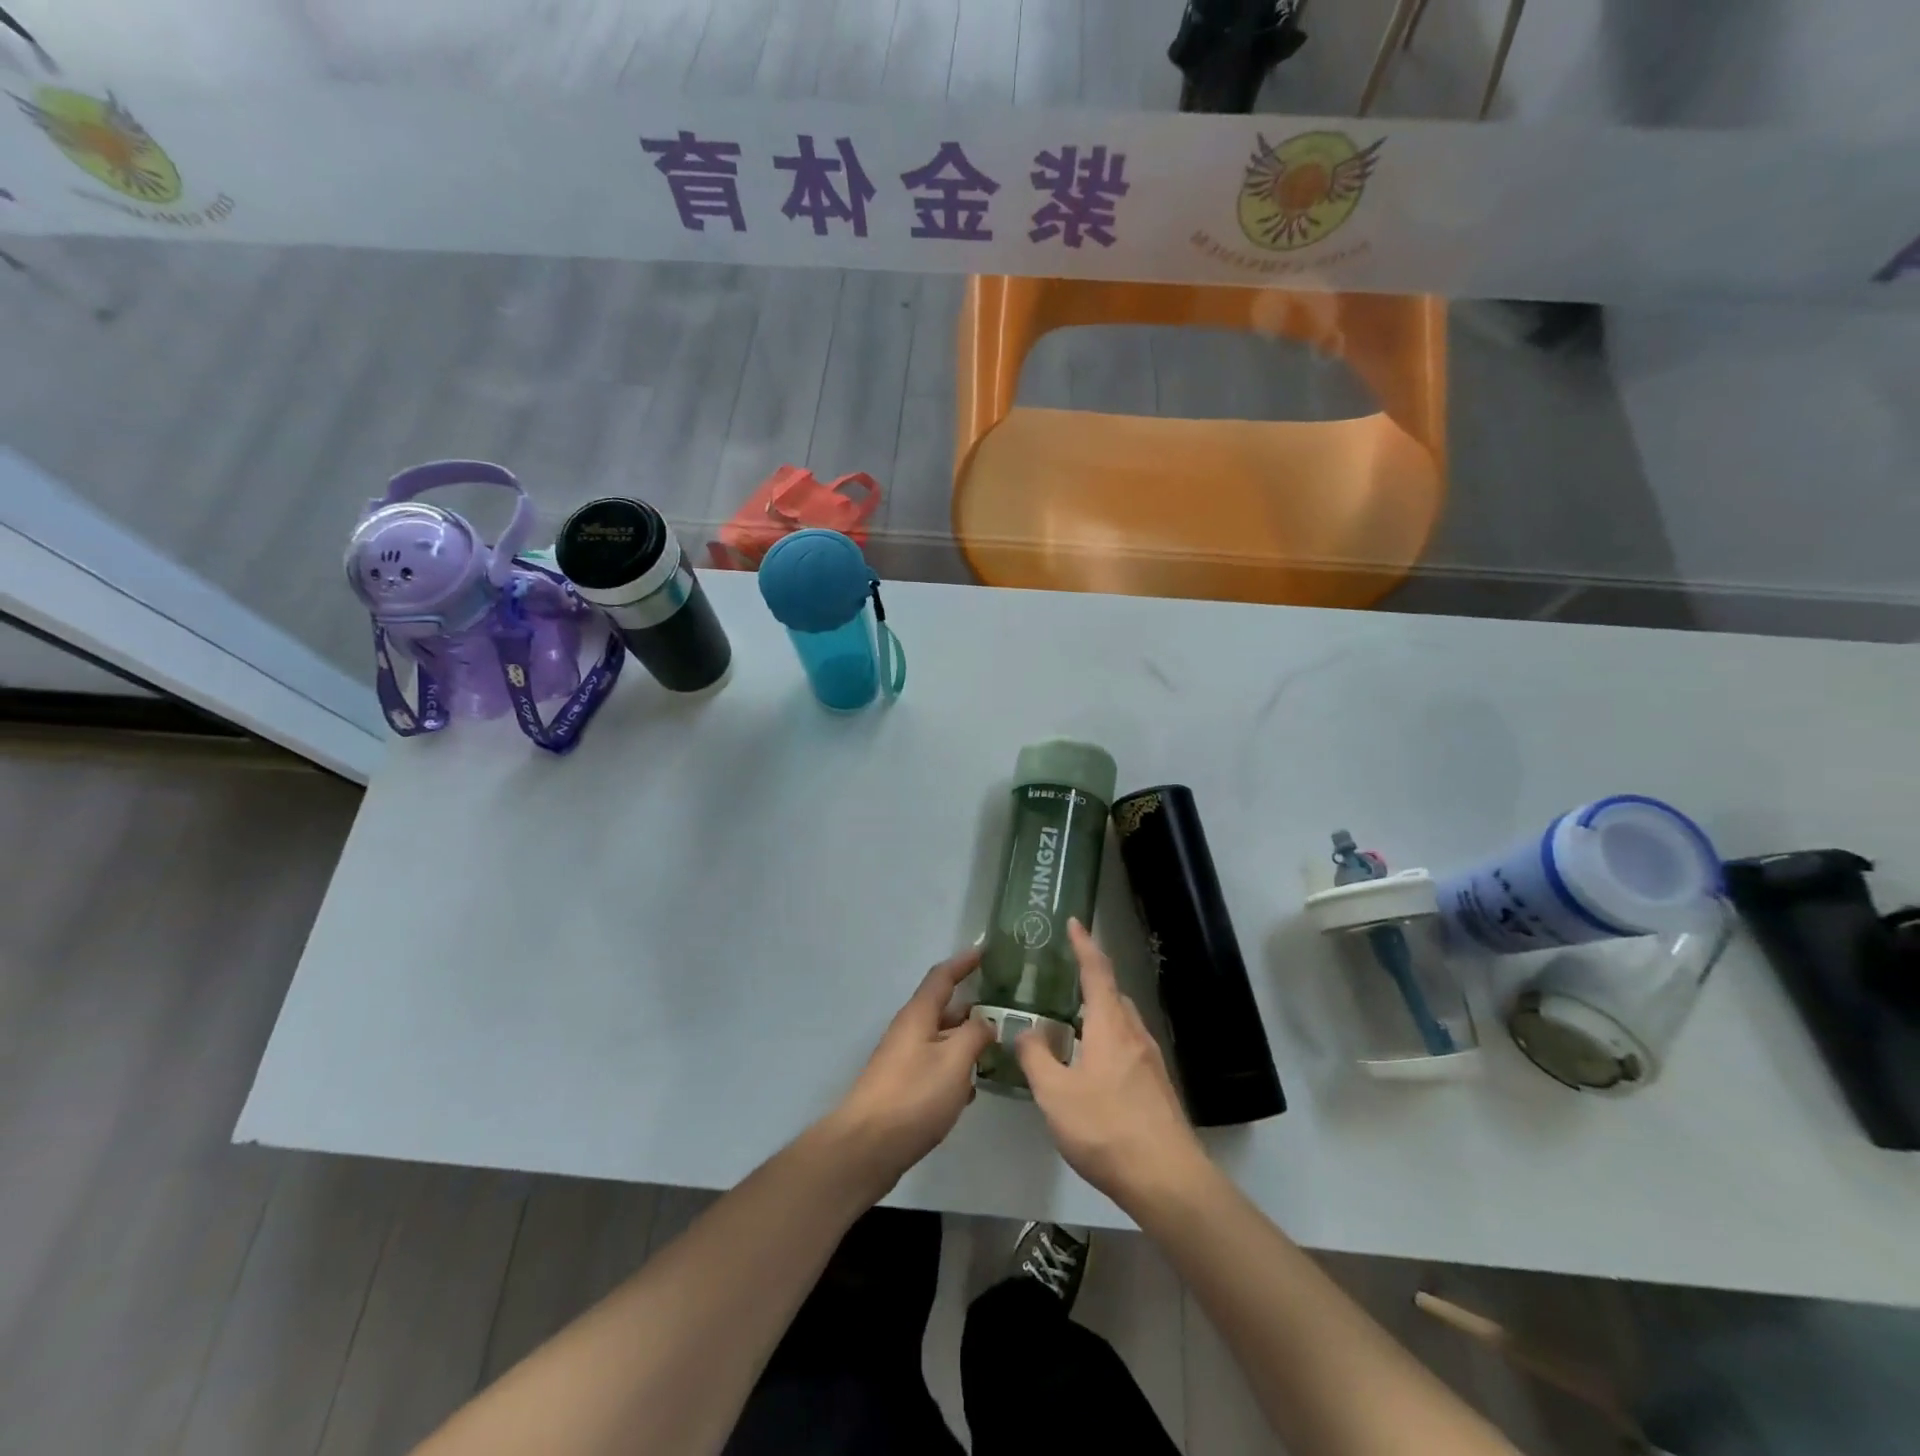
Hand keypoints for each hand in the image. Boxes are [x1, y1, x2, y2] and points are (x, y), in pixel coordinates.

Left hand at [826, 949, 992, 1192]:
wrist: (866, 1147)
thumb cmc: (914, 1096)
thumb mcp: (954, 1061)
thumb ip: (975, 1035)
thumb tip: (986, 1021)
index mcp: (918, 1016)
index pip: (942, 977)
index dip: (963, 963)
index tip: (984, 952)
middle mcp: (909, 1031)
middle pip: (942, 1009)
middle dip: (971, 1007)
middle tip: (1003, 1009)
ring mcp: (903, 1061)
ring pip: (940, 1040)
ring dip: (965, 1041)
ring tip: (996, 1048)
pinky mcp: (902, 1088)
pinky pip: (934, 1066)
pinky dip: (954, 1069)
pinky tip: (972, 1088)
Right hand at [1016, 920, 1208, 1206]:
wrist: (1167, 1178)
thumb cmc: (1106, 1128)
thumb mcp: (1055, 1095)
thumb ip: (1036, 1058)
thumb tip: (1025, 1032)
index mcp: (1110, 1025)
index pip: (1097, 971)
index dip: (1084, 944)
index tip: (1074, 922)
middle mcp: (1135, 1033)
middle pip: (1113, 994)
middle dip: (1090, 982)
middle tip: (1063, 982)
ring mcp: (1151, 1060)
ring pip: (1122, 1022)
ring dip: (1099, 1015)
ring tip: (1072, 1027)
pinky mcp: (1157, 1085)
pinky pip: (1129, 1046)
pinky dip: (1108, 1040)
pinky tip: (1093, 1068)